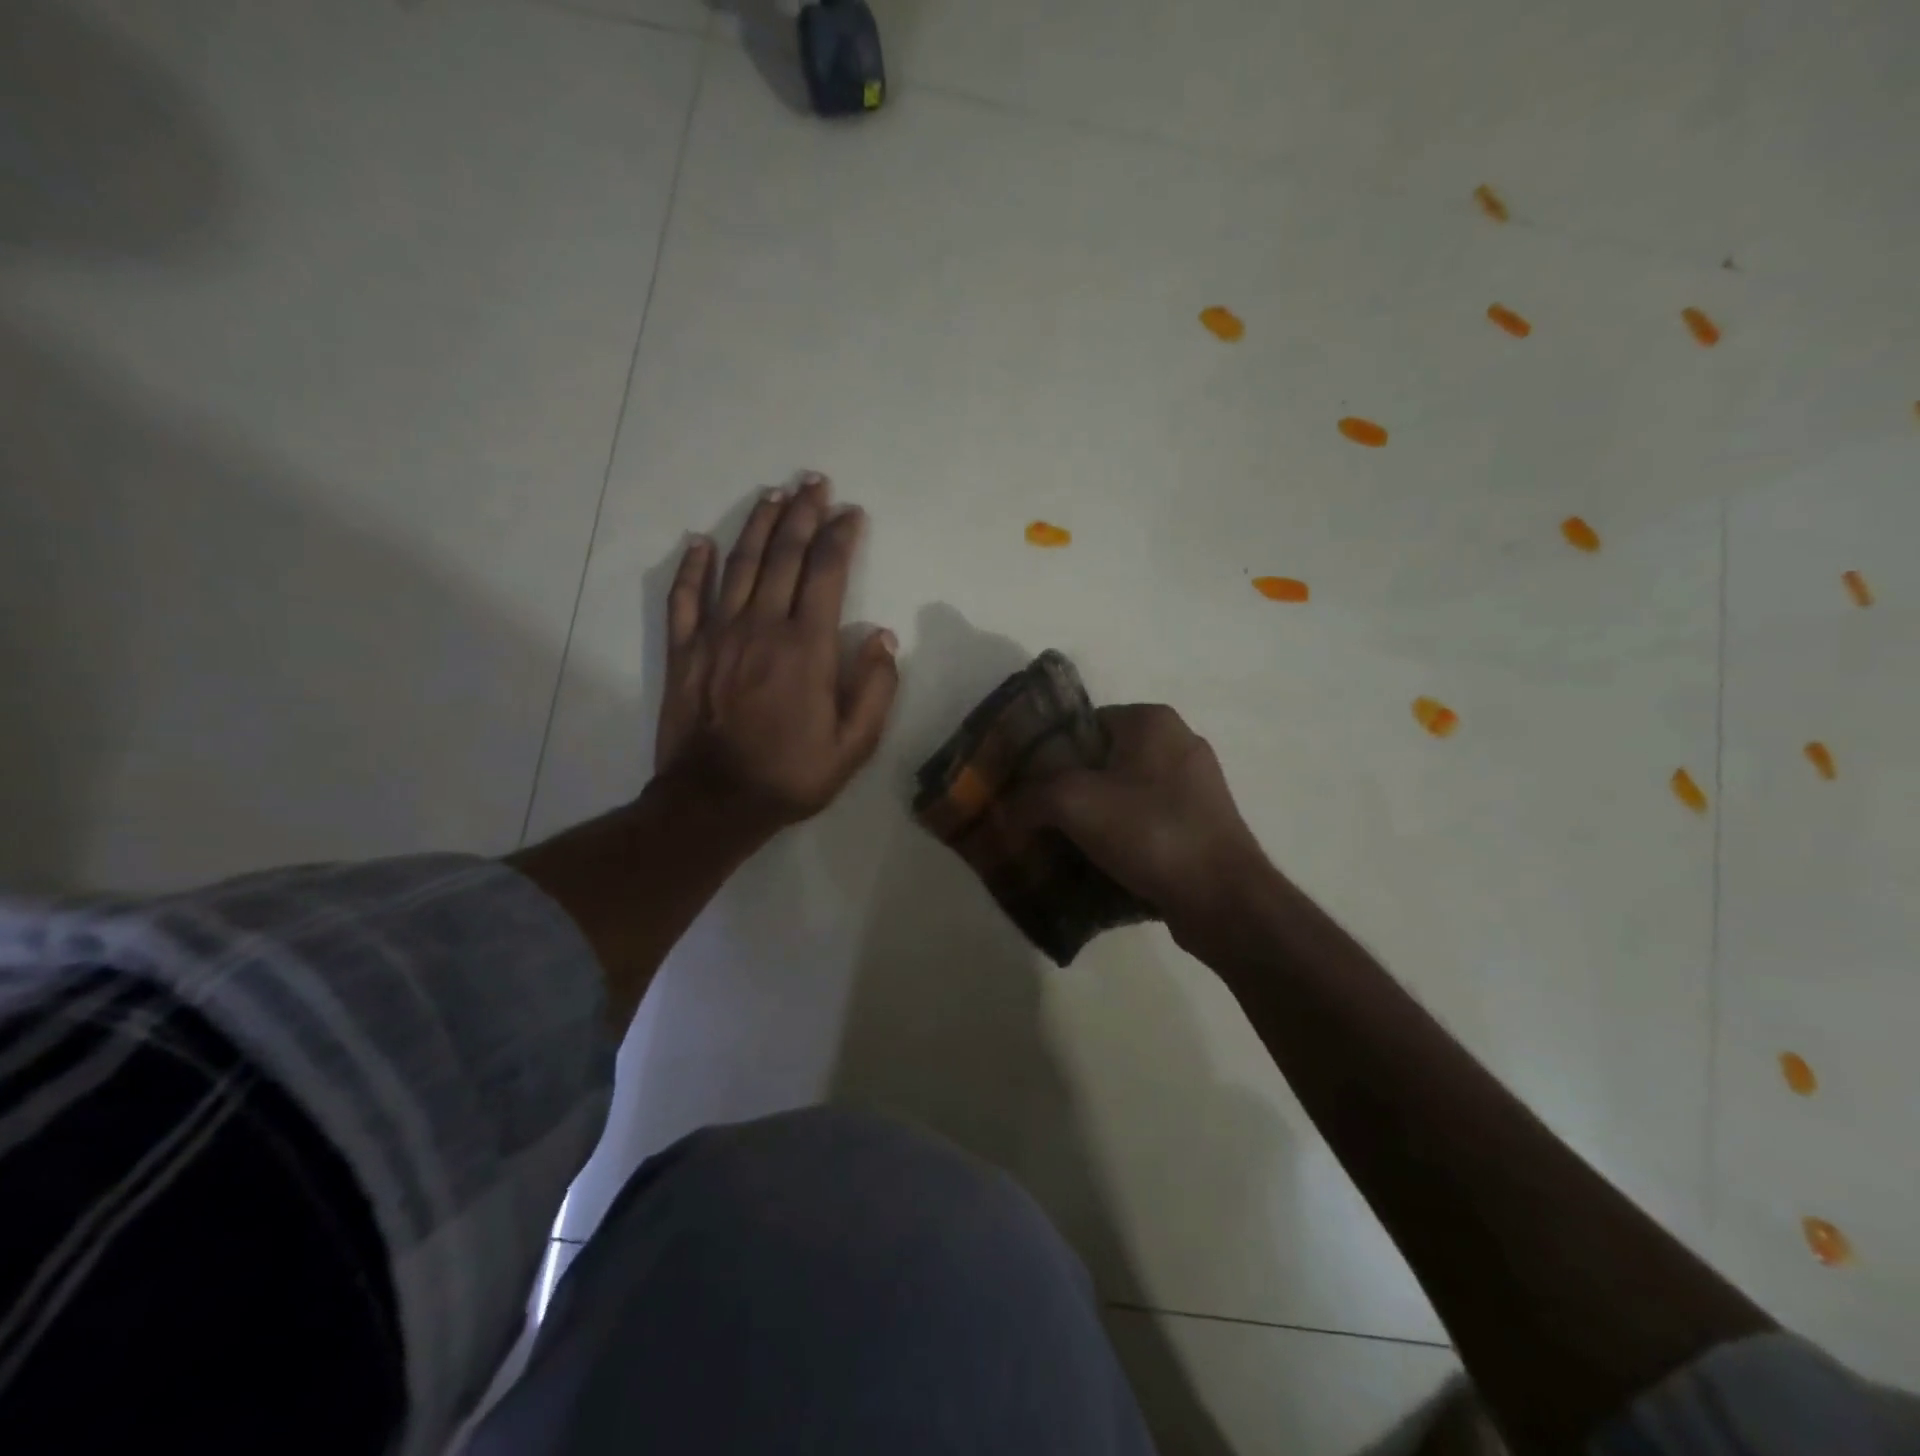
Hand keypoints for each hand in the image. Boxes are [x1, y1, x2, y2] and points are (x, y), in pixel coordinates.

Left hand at [653, 472, 897, 841]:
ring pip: (737, 566)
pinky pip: (685, 598)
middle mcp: (762, 627)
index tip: (851, 513)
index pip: (827, 573)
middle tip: (813, 482)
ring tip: (772, 496)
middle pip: (782, 556)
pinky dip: (693, 568)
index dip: (840, 536)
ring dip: (756, 526)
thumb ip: (876, 689)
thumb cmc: (791, 775)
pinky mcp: (684, 652)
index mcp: (807, 647)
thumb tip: (884, 638)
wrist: (715, 802)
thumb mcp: (854, 746)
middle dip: (801, 514)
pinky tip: (699, 543)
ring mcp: (717, 635)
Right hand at [1005, 704, 1275, 942]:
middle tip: (1038, 818)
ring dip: (1094, 817)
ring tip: (1063, 845)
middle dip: (1069, 789)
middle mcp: (1178, 743)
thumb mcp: (1074, 802)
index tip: (1026, 787)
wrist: (1223, 898)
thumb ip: (1031, 795)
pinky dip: (1122, 837)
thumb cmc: (1150, 832)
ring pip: (1124, 794)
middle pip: (1102, 761)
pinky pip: (1146, 822)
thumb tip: (1008, 808)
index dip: (1049, 753)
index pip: (1083, 724)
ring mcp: (1195, 786)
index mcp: (1152, 721)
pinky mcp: (1202, 823)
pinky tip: (1100, 863)